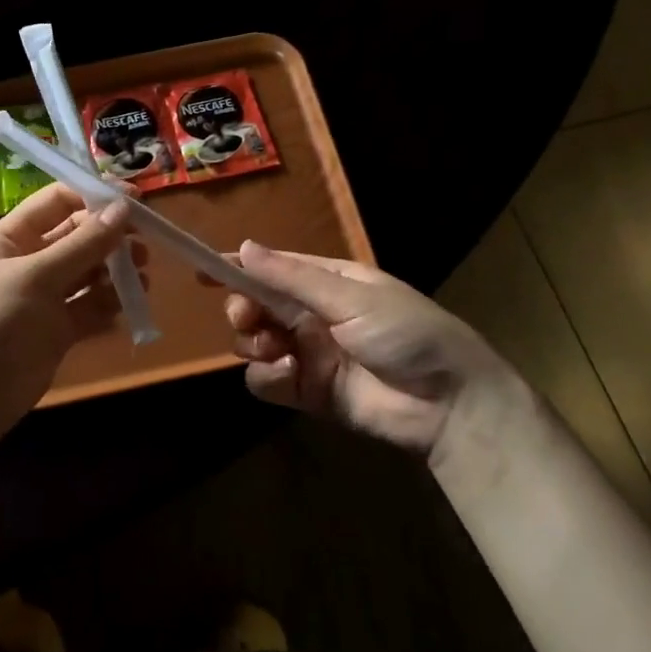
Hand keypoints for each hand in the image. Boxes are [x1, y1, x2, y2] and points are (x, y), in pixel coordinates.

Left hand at [0, 185, 142, 437]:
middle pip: (77, 237)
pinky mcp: (56, 332)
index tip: (134, 201)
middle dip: (110, 237)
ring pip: (87, 274)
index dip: (93, 197)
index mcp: (11, 238)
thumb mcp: (36, 277)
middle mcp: (28, 262)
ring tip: (142, 277)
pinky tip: (129, 306)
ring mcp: (43, 298)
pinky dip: (109, 305)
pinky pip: (89, 309)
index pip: (56, 202)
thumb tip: (124, 207)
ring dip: (115, 272)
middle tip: (146, 243)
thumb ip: (83, 245)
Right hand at [224, 242, 532, 466]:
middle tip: (246, 317)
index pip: (271, 269)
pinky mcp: (307, 392)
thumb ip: (292, 279)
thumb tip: (243, 247)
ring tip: (277, 349)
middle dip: (243, 308)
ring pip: (254, 343)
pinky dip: (268, 377)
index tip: (201, 270)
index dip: (236, 267)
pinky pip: (267, 381)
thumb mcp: (351, 298)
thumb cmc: (407, 333)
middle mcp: (312, 315)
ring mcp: (308, 354)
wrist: (449, 404)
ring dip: (254, 343)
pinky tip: (289, 374)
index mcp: (327, 282)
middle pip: (255, 306)